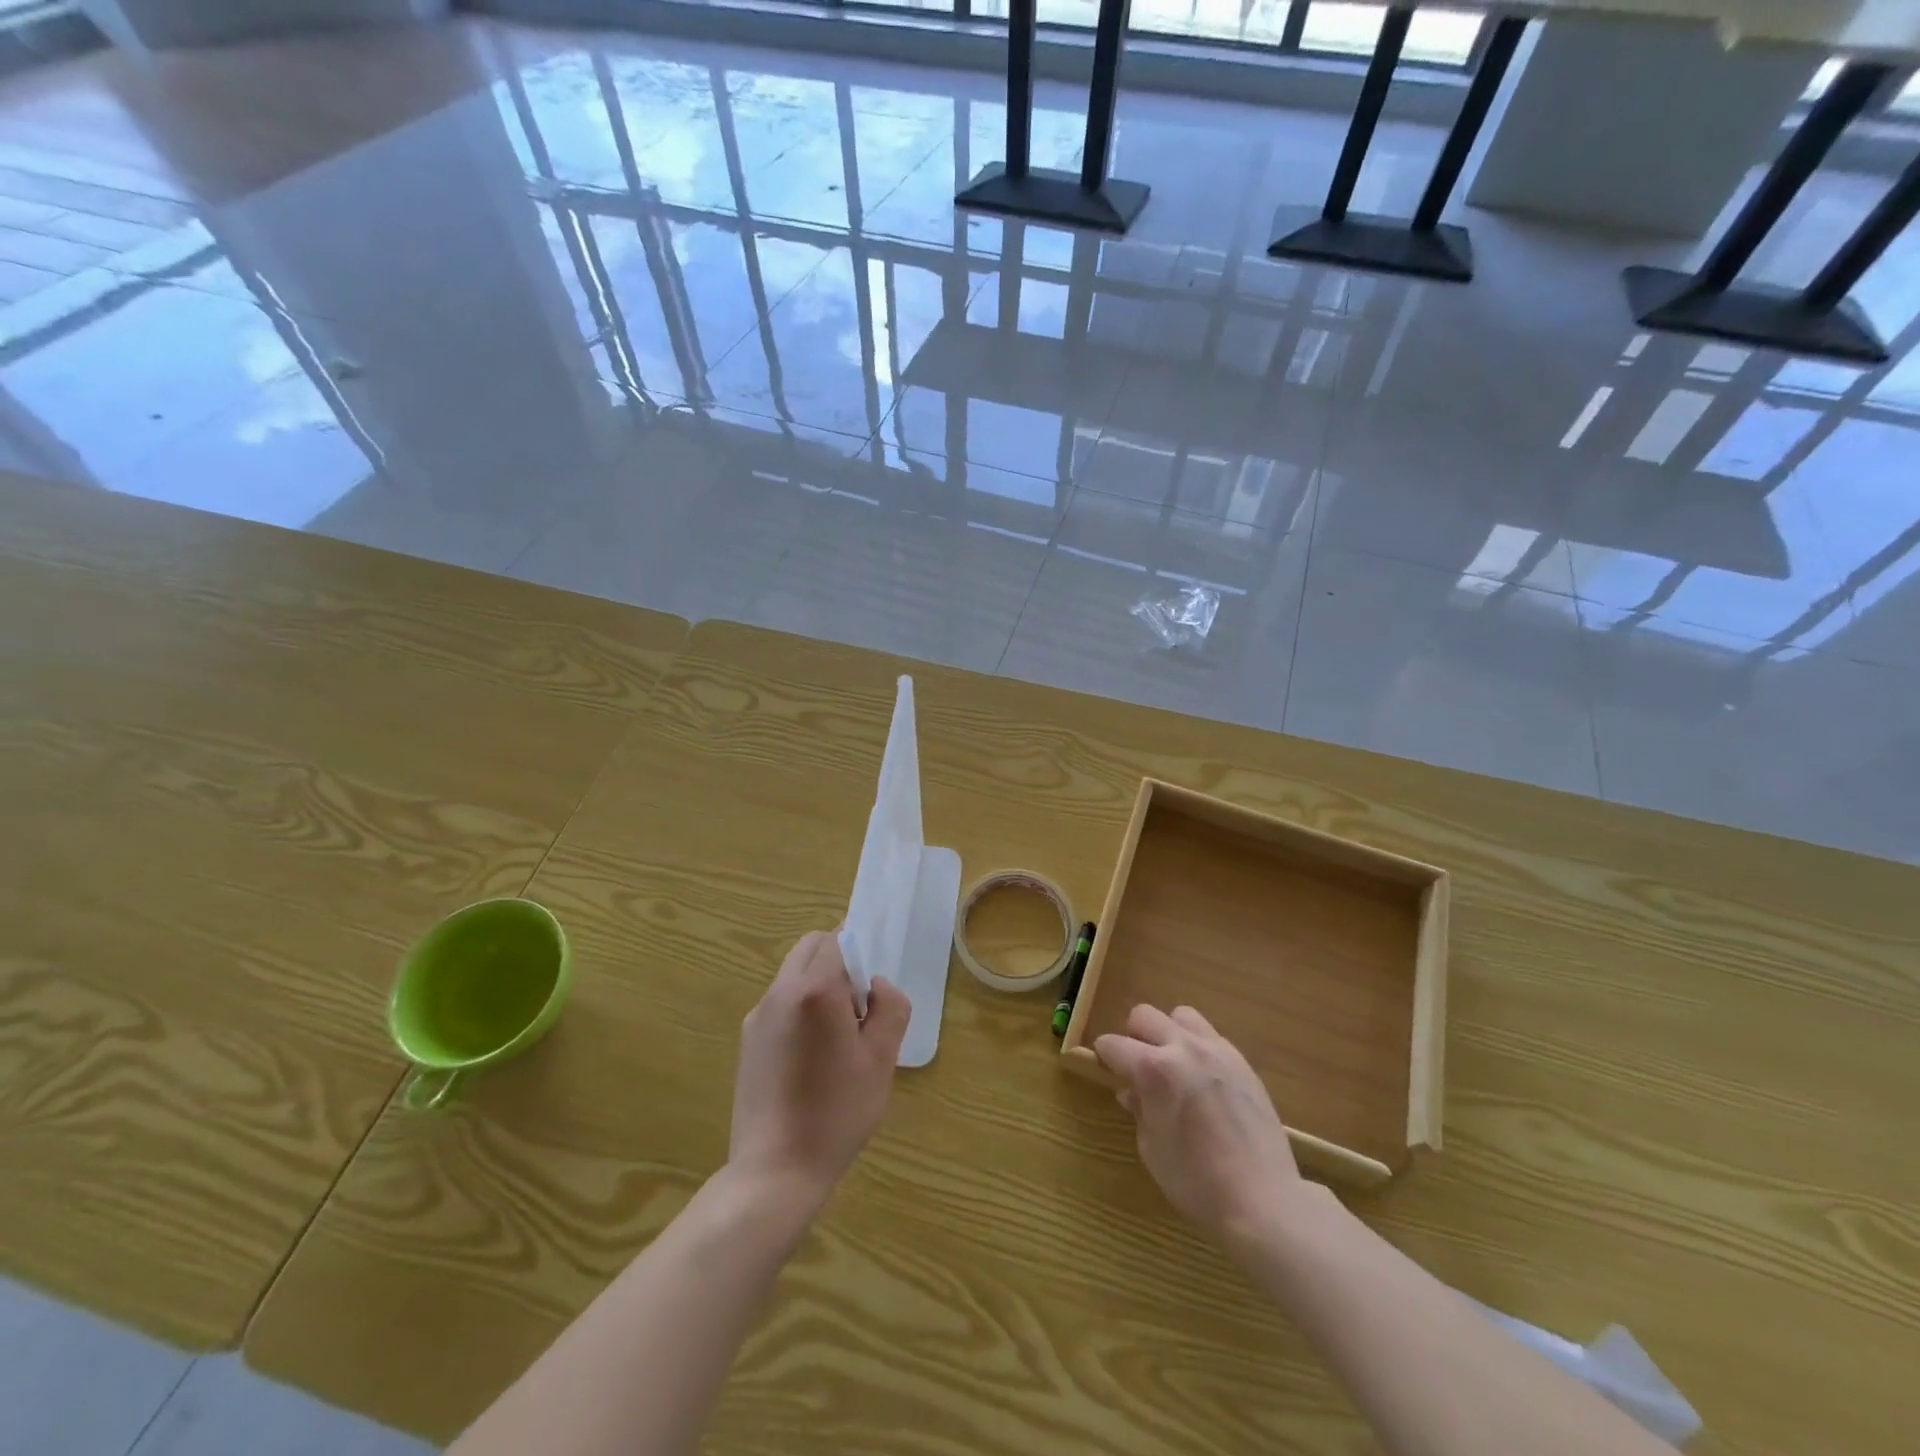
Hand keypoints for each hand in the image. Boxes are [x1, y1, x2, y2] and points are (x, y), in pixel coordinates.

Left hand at [729, 930, 910, 1207]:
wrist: (775, 1171)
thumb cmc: (837, 1112)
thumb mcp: (881, 1059)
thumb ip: (889, 1007)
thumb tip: (876, 985)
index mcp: (814, 990)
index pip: (837, 939)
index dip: (860, 951)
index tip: (872, 987)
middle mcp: (780, 993)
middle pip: (810, 948)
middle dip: (838, 961)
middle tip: (858, 1007)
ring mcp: (758, 1016)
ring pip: (793, 974)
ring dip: (818, 984)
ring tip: (837, 1036)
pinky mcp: (747, 1040)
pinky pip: (780, 1003)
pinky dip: (800, 1008)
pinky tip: (812, 1057)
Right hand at [1096, 1004, 1309, 1248]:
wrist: (1263, 1199)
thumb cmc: (1197, 1181)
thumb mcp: (1152, 1149)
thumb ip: (1139, 1111)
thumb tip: (1131, 1092)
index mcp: (1153, 1069)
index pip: (1113, 1044)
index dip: (1104, 1056)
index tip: (1106, 1069)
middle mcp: (1183, 1048)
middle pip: (1144, 1015)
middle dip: (1134, 1037)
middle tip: (1138, 1068)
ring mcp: (1217, 1050)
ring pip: (1181, 1016)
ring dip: (1169, 1034)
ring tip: (1174, 1066)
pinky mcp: (1242, 1062)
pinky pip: (1211, 1037)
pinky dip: (1198, 1048)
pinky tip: (1204, 1081)